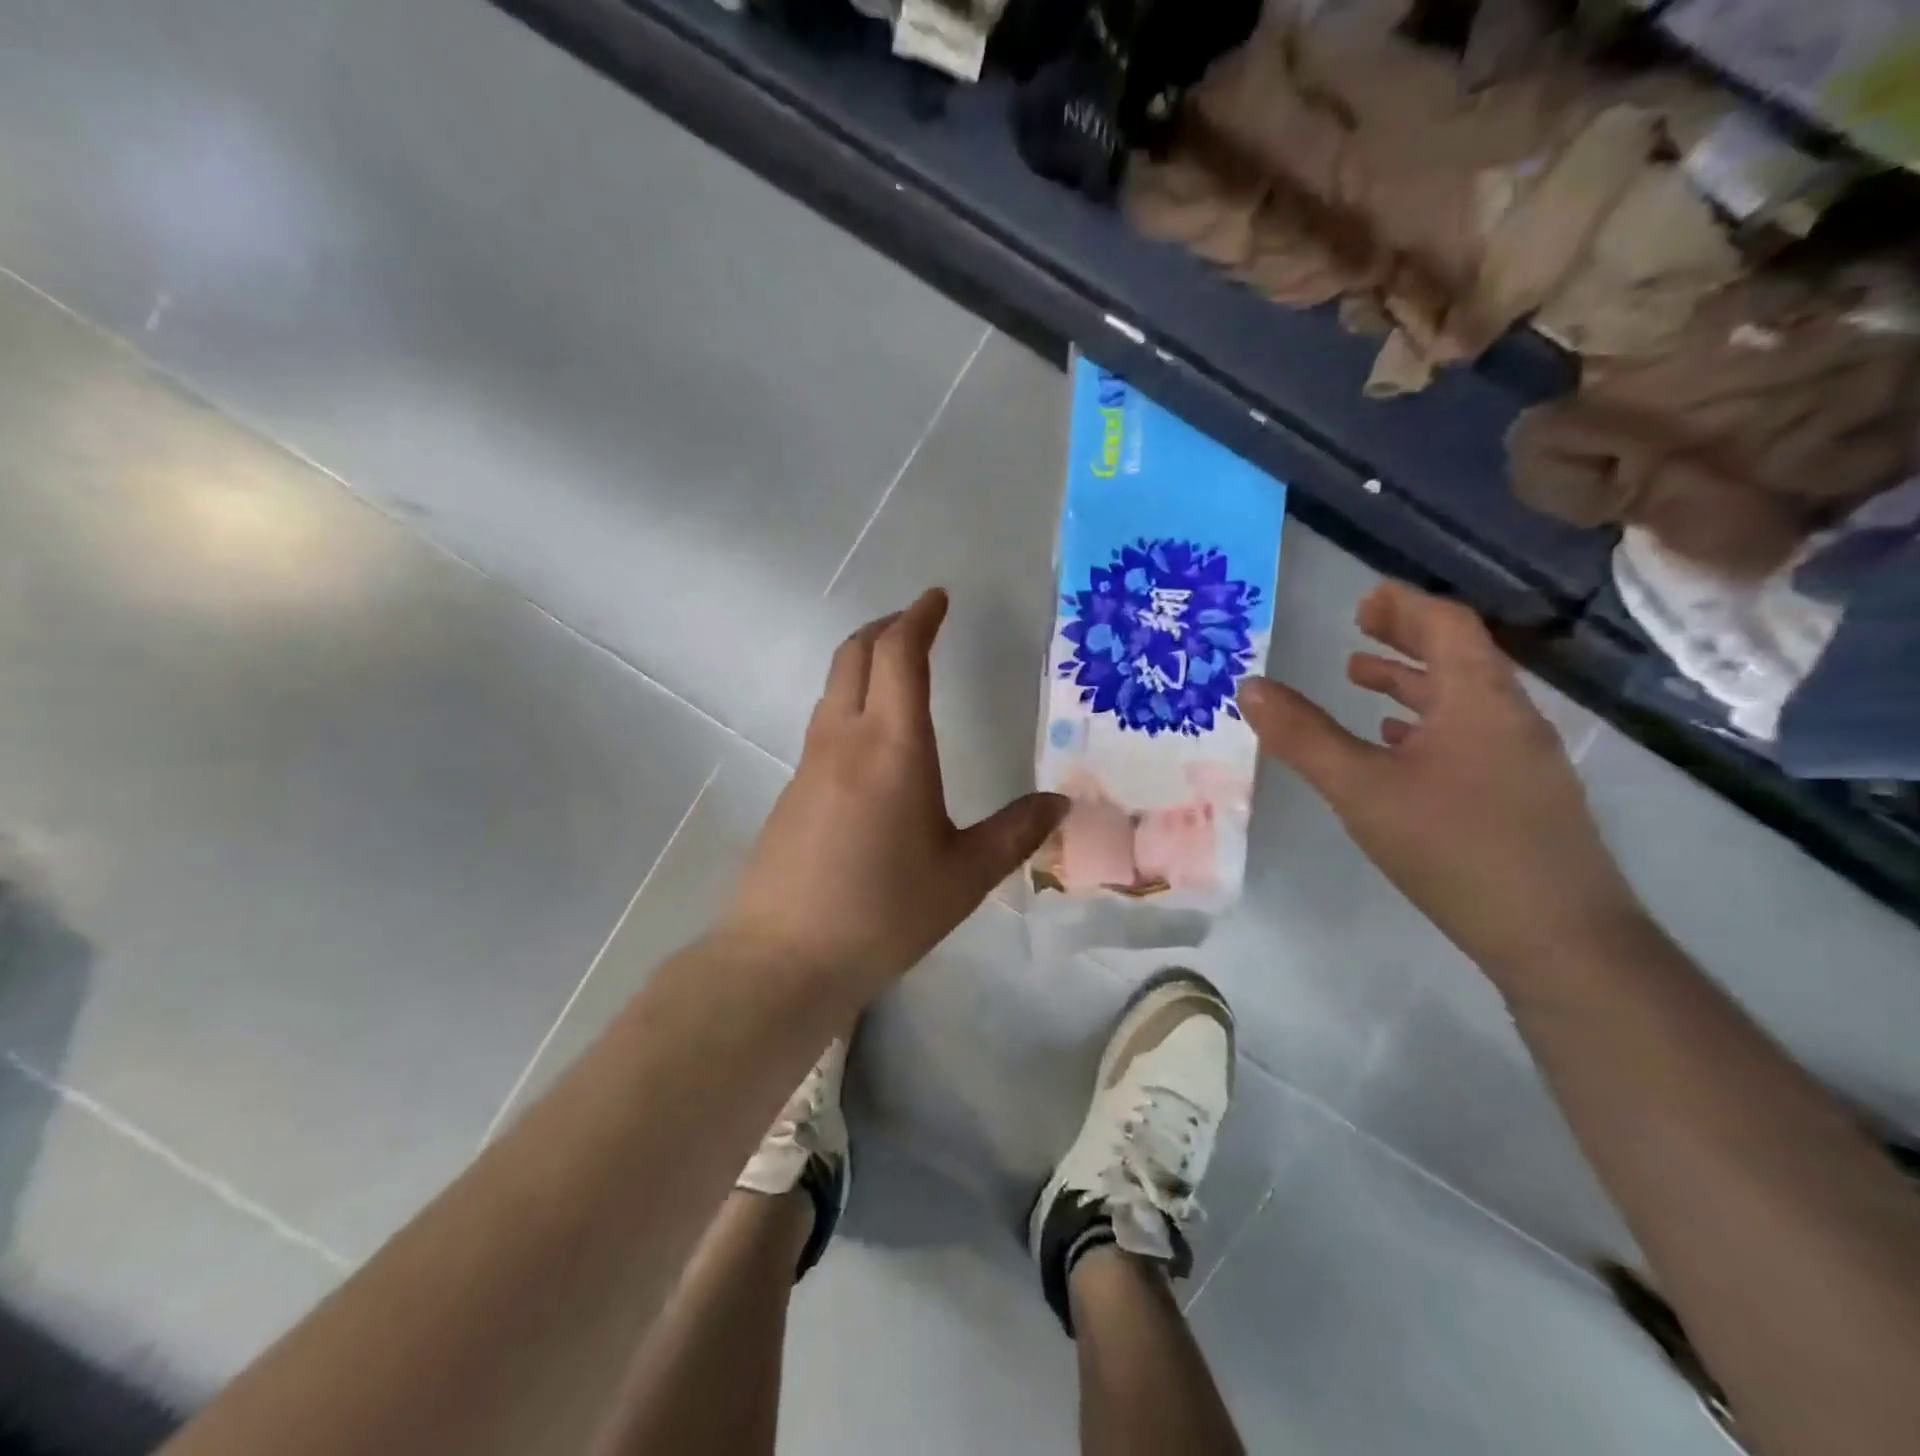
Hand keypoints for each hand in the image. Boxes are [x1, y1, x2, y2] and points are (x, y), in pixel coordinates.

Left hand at [720, 589, 1067, 995]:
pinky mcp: (792, 791)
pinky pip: (824, 724)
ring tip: (895, 671)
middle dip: (886, 627)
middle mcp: (845, 740)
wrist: (784, 957)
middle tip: (916, 623)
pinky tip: (870, 742)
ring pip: (834, 688)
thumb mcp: (964, 877)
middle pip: (855, 656)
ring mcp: (810, 764)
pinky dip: (849, 702)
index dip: (918, 618)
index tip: (936, 598)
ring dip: (863, 662)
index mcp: (893, 746)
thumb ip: (1014, 833)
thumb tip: (1060, 803)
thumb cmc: (884, 912)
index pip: (900, 655)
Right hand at [1236, 582, 1645, 996]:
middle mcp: (1509, 717)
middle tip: (1359, 629)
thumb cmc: (1454, 845)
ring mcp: (1522, 759)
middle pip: (1459, 657)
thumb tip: (1250, 688)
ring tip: (1362, 682)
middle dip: (1405, 638)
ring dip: (1412, 682)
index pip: (1447, 625)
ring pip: (1463, 700)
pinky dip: (1427, 725)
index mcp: (1478, 699)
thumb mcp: (1361, 788)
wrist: (1557, 937)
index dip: (1403, 606)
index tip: (1363, 599)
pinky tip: (1397, 747)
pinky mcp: (1522, 797)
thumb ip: (1304, 737)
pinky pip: (1469, 737)